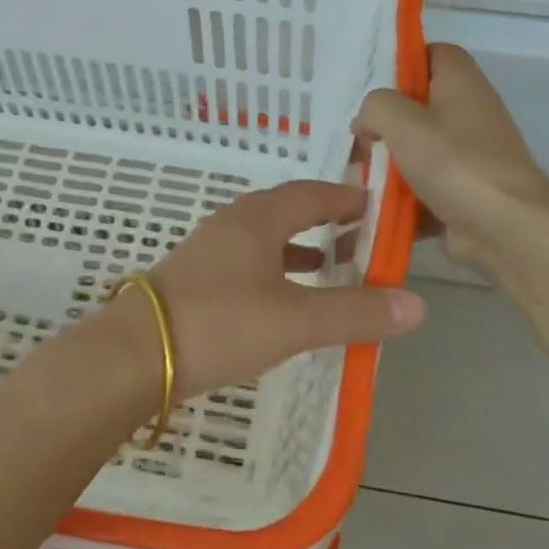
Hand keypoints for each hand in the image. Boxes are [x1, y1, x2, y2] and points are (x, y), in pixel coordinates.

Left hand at [112, 181, 426, 401]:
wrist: (132, 355)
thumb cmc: (219, 324)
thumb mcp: (295, 320)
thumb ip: (355, 312)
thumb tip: (417, 305)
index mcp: (258, 219)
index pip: (312, 193)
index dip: (347, 198)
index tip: (379, 207)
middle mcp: (232, 225)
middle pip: (288, 211)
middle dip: (326, 221)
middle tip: (361, 238)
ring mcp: (208, 252)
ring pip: (265, 239)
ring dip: (300, 248)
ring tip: (332, 267)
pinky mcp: (194, 280)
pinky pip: (247, 263)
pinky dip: (276, 271)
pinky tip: (283, 299)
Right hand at [354, 44, 548, 275]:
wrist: (504, 226)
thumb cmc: (454, 162)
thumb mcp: (400, 120)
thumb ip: (374, 107)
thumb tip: (367, 122)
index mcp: (461, 81)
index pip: (431, 53)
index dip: (401, 64)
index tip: (372, 88)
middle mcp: (469, 111)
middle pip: (419, 105)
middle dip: (385, 124)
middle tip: (361, 140)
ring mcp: (470, 154)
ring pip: (418, 149)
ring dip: (389, 165)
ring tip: (360, 177)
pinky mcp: (465, 190)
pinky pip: (425, 186)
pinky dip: (403, 198)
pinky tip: (376, 208)